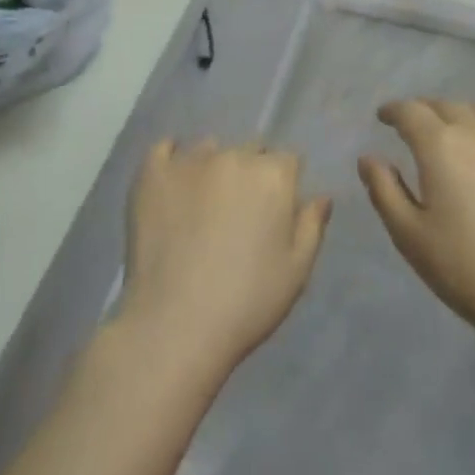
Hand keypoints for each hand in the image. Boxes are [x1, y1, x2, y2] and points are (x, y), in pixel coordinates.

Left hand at [115, 139, 330, 378]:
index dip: (284, 184)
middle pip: (249, 150)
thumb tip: (321, 196)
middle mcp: (234, 156)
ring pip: (209, 148)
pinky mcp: (153, 173)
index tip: (274, 211)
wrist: (176, 325)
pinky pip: (163, 148)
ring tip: (202, 204)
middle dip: (250, 173)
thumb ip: (312, 226)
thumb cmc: (247, 303)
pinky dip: (171, 157)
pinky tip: (172, 179)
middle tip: (239, 212)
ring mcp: (190, 161)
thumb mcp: (296, 272)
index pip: (287, 160)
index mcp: (273, 175)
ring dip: (213, 166)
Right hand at [359, 100, 474, 350]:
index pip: (410, 112)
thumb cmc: (467, 270)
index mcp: (440, 146)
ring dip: (462, 113)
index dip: (393, 110)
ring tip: (456, 129)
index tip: (383, 117)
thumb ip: (385, 191)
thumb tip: (368, 157)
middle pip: (446, 106)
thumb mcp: (410, 237)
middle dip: (425, 111)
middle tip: (415, 126)